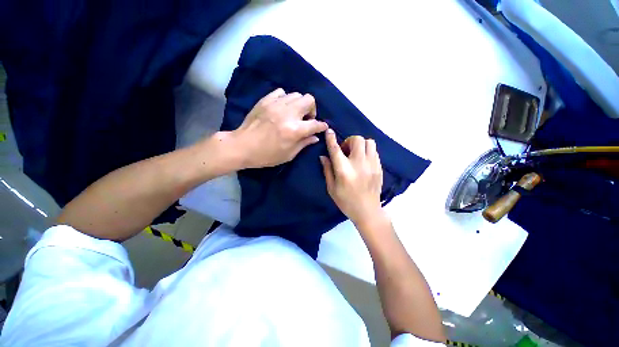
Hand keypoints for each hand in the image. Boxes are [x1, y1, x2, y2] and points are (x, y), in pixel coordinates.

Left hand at [230, 88, 327, 168]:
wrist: (242, 146)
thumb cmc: (266, 155)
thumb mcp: (288, 155)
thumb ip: (304, 143)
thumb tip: (315, 137)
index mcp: (294, 130)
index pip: (315, 124)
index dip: (322, 126)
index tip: (323, 127)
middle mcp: (288, 114)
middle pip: (309, 100)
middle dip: (312, 109)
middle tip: (306, 119)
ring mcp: (276, 105)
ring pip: (296, 94)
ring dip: (299, 105)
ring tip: (294, 114)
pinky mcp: (265, 100)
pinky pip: (281, 92)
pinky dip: (285, 99)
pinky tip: (282, 108)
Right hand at [320, 129, 384, 227]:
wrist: (368, 211)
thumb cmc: (346, 201)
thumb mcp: (331, 188)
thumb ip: (327, 170)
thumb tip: (323, 156)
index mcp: (344, 170)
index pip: (336, 149)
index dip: (331, 138)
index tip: (329, 131)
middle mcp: (359, 164)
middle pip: (357, 140)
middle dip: (349, 141)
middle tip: (346, 151)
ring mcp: (372, 165)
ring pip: (369, 142)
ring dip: (360, 145)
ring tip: (356, 154)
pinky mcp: (379, 168)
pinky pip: (374, 151)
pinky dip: (367, 152)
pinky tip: (363, 161)